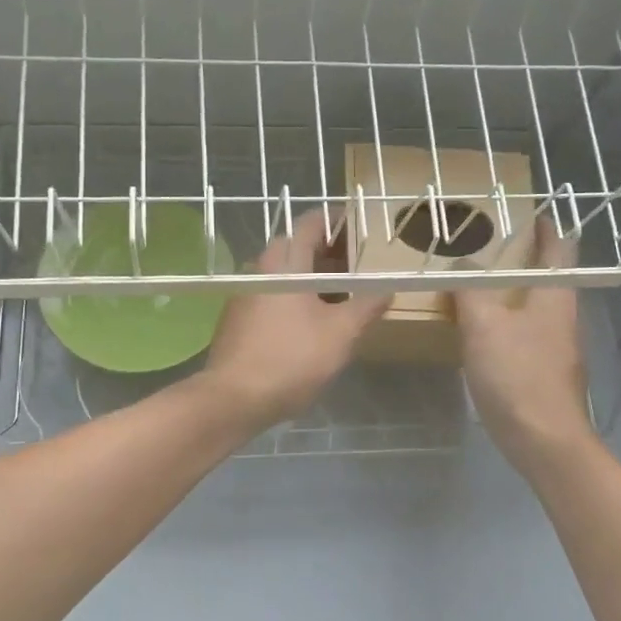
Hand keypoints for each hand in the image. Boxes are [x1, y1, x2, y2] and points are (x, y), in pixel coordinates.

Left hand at [201, 210, 390, 434]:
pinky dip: (296, 299)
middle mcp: (260, 270)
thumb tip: (387, 289)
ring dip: (314, 280)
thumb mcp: (341, 333)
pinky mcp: (238, 320)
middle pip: (299, 249)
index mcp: (285, 262)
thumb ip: (366, 306)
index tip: (361, 228)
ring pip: (286, 276)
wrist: (233, 399)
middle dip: (330, 255)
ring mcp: (245, 295)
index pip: (312, 223)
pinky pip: (273, 297)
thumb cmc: (291, 358)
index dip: (338, 221)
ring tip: (342, 299)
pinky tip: (312, 324)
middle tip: (358, 269)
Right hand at [453, 217, 596, 476]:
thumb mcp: (484, 325)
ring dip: (510, 294)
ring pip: (534, 308)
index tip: (526, 214)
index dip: (544, 228)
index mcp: (555, 295)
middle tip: (484, 250)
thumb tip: (459, 261)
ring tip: (475, 288)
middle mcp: (562, 316)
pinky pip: (524, 335)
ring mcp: (557, 347)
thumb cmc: (517, 375)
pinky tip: (480, 334)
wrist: (545, 440)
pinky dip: (505, 324)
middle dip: (520, 261)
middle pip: (547, 277)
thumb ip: (470, 289)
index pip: (558, 248)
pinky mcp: (545, 373)